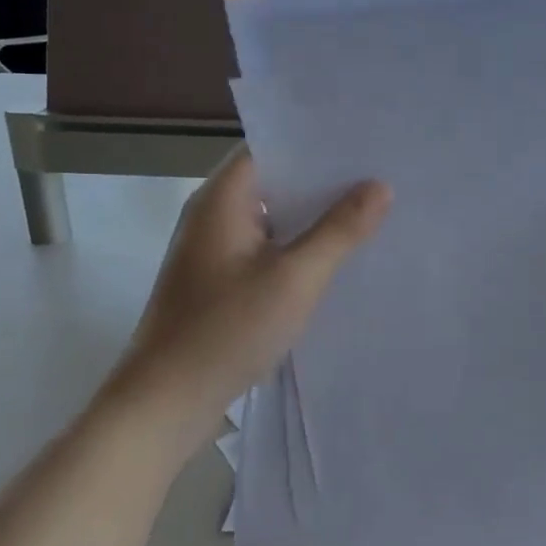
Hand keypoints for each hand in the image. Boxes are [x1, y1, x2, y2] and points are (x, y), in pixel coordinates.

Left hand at [121, 147, 389, 424]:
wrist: (165, 403)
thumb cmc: (227, 330)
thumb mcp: (295, 277)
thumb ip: (339, 230)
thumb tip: (380, 186)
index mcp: (222, 200)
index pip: (270, 147)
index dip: (315, 142)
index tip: (362, 143)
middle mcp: (213, 215)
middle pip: (274, 181)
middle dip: (323, 180)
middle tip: (377, 175)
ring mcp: (213, 250)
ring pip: (272, 217)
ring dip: (311, 216)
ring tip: (367, 211)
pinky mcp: (218, 281)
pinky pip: (265, 247)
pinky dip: (296, 246)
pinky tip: (334, 257)